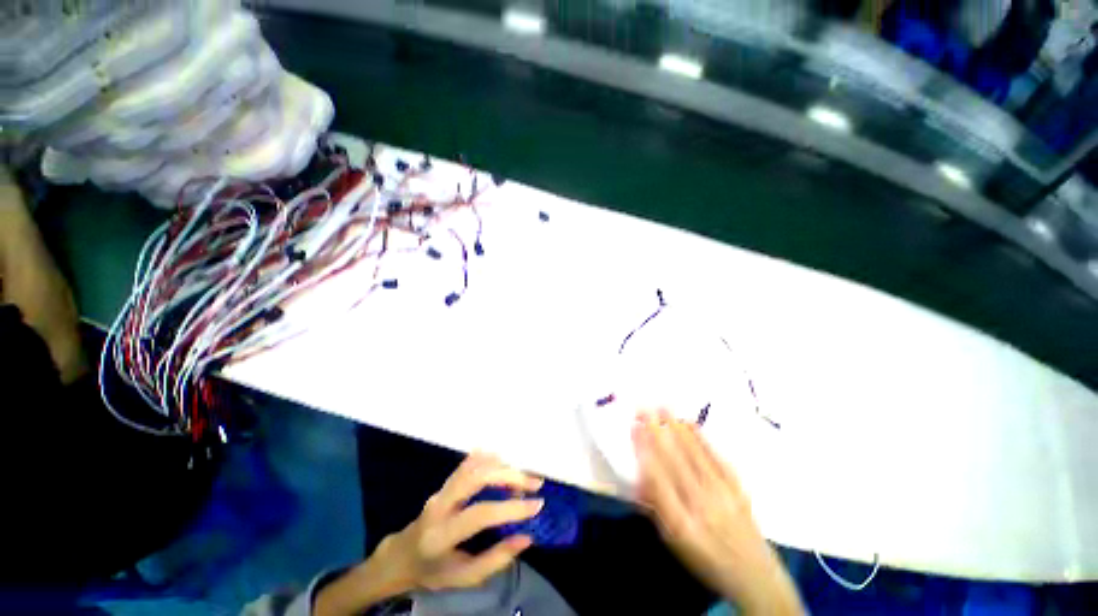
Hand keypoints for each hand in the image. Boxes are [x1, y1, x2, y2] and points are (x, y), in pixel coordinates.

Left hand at [386, 451, 544, 590]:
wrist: (401, 557)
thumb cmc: (433, 571)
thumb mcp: (463, 578)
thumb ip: (495, 560)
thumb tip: (526, 537)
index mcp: (442, 535)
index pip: (481, 514)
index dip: (511, 508)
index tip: (537, 505)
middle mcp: (440, 505)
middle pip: (477, 478)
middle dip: (510, 476)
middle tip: (534, 483)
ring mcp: (441, 490)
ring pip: (473, 467)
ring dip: (502, 466)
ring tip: (523, 477)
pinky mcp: (445, 482)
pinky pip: (467, 464)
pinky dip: (487, 458)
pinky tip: (502, 459)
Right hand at [633, 410, 804, 615]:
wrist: (755, 574)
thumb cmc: (705, 559)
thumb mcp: (673, 542)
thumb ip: (655, 508)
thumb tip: (639, 475)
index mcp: (681, 523)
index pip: (657, 478)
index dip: (644, 450)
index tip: (633, 427)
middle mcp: (702, 505)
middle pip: (675, 461)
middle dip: (656, 431)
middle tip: (643, 407)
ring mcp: (723, 493)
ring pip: (694, 454)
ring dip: (676, 428)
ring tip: (662, 406)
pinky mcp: (738, 487)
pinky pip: (716, 456)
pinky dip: (701, 437)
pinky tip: (689, 423)